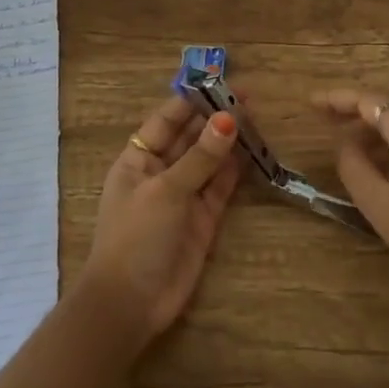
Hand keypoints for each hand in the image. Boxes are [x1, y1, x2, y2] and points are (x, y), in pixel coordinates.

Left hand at [82, 93, 242, 343]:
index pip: (166, 120)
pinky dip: (236, 169)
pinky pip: (221, 186)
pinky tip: (254, 150)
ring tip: (257, 117)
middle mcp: (160, 172)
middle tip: (250, 97)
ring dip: (229, 141)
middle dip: (216, 118)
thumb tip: (228, 120)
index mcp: (138, 159)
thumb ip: (200, 157)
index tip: (221, 84)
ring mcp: (183, 196)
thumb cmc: (136, 236)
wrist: (131, 303)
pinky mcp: (203, 219)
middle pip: (191, 137)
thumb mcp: (166, 190)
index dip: (192, 101)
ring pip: (209, 160)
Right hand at [313, 84, 388, 307]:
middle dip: (356, 104)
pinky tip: (380, 159)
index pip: (369, 99)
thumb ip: (353, 165)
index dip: (337, 98)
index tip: (310, 102)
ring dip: (376, 119)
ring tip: (347, 142)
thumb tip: (342, 140)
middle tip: (326, 118)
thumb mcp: (379, 205)